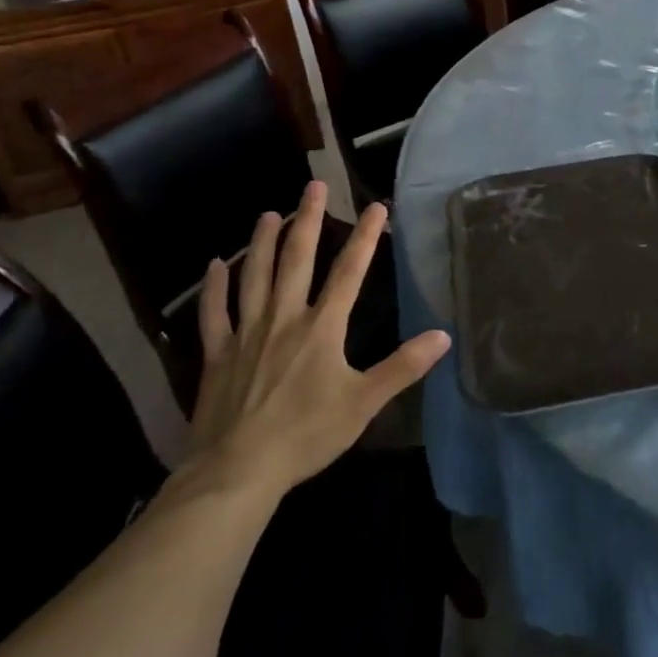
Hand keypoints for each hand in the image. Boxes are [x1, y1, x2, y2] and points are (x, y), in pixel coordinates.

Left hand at [184, 181, 450, 502]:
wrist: (238, 470)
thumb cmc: (307, 434)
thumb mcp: (364, 403)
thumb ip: (403, 367)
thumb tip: (443, 335)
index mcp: (322, 328)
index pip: (349, 273)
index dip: (365, 237)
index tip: (376, 206)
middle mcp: (284, 318)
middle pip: (297, 260)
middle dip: (308, 220)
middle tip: (313, 186)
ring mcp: (246, 333)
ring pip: (254, 276)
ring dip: (261, 242)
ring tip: (268, 214)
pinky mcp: (217, 354)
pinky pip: (214, 312)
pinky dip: (214, 287)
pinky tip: (214, 265)